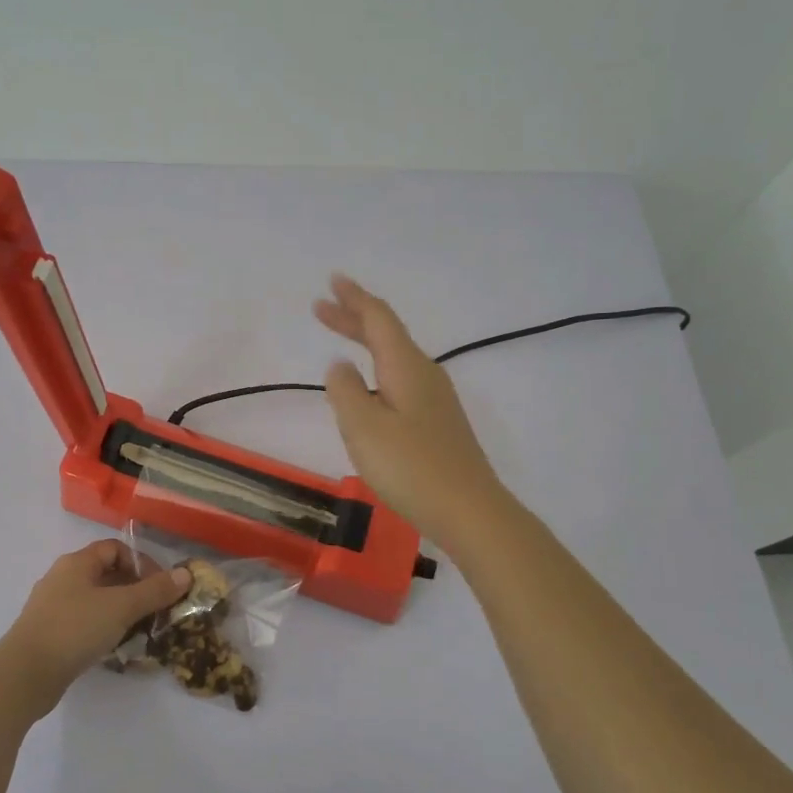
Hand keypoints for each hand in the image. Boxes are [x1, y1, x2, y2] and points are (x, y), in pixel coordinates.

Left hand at [0, 541, 190, 711]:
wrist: (25, 674)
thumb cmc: (75, 629)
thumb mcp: (121, 607)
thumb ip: (155, 591)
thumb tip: (186, 574)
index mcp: (77, 562)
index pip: (115, 548)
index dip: (141, 562)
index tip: (160, 586)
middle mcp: (62, 578)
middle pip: (106, 573)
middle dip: (134, 588)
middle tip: (156, 610)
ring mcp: (53, 606)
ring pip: (95, 600)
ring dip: (120, 611)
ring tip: (140, 630)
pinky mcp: (49, 633)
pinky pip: (83, 622)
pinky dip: (103, 628)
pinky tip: (114, 646)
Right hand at [314, 273, 507, 547]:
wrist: (469, 511)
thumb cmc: (411, 467)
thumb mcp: (364, 428)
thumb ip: (345, 391)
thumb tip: (340, 365)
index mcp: (406, 367)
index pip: (378, 319)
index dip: (354, 299)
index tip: (333, 281)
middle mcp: (424, 374)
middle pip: (387, 335)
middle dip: (354, 318)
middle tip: (323, 307)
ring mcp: (435, 400)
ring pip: (394, 358)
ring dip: (365, 343)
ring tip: (341, 339)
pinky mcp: (437, 423)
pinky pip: (400, 380)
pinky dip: (377, 370)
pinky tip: (369, 388)